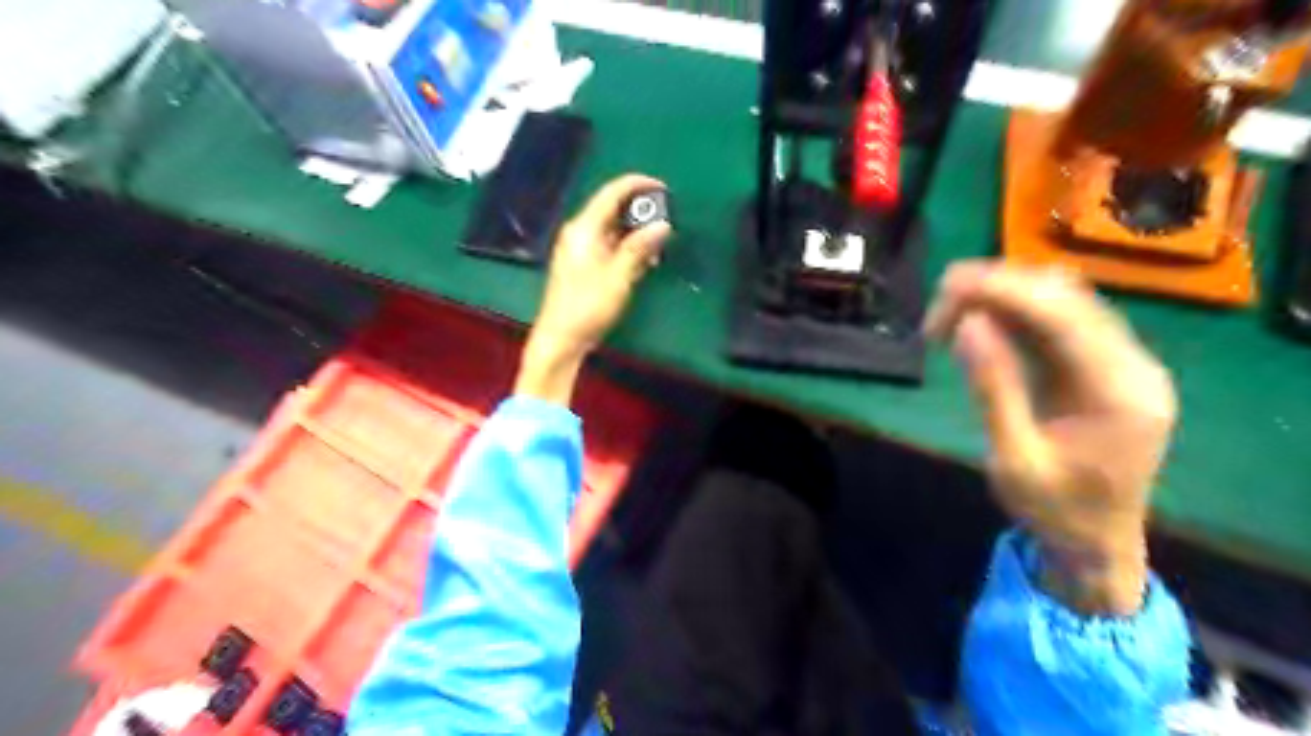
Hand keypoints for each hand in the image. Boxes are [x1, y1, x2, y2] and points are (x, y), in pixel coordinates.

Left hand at [514, 172, 670, 404]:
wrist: (560, 339)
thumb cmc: (587, 306)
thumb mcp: (618, 276)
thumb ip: (640, 248)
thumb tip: (663, 225)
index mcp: (584, 228)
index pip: (611, 193)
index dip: (638, 185)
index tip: (663, 187)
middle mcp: (580, 233)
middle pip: (613, 210)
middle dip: (641, 210)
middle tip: (667, 217)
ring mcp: (580, 250)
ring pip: (613, 230)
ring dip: (637, 232)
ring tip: (661, 241)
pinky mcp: (584, 266)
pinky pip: (610, 247)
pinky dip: (628, 248)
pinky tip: (645, 260)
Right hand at [920, 259, 1177, 614]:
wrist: (1096, 545)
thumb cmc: (1054, 511)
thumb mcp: (1014, 458)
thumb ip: (993, 388)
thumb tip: (966, 325)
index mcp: (1122, 392)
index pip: (1066, 315)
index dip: (1005, 290)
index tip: (947, 286)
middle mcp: (1132, 365)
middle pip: (1066, 297)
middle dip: (997, 289)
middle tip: (936, 311)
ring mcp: (1120, 363)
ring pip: (1060, 301)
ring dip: (1001, 297)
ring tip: (947, 316)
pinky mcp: (1100, 366)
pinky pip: (1055, 322)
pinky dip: (1011, 316)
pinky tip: (976, 326)